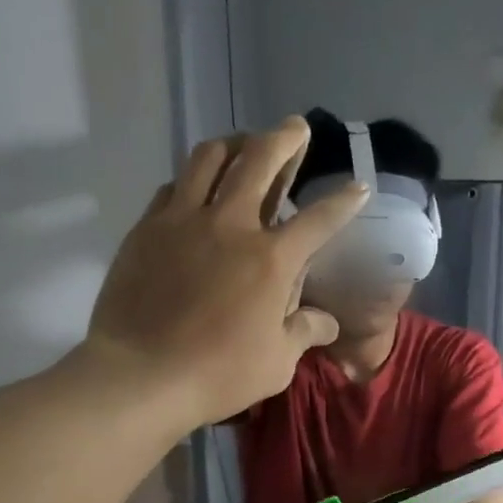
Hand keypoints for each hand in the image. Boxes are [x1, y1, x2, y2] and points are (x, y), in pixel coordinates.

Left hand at [81, 119, 366, 428]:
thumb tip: (329, 323)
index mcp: (272, 260)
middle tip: (295, 128)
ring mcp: (183, 219)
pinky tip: (196, 188)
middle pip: (260, 160)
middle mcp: (231, 224)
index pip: (318, 220)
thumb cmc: (219, 374)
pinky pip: (173, 186)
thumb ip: (305, 332)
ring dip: (234, 143)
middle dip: (284, 138)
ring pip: (210, 157)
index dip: (344, 202)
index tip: (359, 187)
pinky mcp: (147, 227)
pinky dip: (192, 179)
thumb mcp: (277, 363)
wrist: (143, 374)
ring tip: (244, 143)